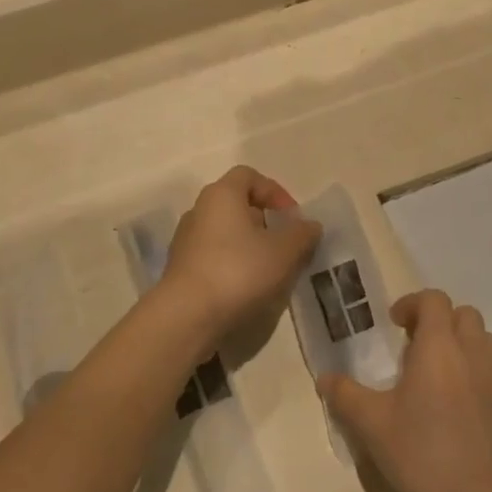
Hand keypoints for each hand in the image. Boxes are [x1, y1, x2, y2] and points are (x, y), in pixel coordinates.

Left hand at [160, 166, 321, 341]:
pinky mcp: (180, 269)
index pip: (249, 176)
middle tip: (285, 245)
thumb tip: (310, 225)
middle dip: (265, 222)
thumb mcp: (284, 251)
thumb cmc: (238, 271)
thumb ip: (302, 234)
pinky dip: (233, 265)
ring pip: (225, 233)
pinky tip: (247, 288)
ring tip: (270, 271)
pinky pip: (213, 256)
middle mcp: (198, 210)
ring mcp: (185, 240)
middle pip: (236, 205)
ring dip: (250, 246)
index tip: (292, 218)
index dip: (275, 192)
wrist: (187, 316)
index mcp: (221, 195)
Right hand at [321, 290, 491, 491]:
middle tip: (418, 349)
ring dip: (464, 346)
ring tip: (443, 376)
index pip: (434, 300)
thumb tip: (325, 378)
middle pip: (464, 314)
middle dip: (441, 322)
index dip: (413, 304)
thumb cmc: (421, 453)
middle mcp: (474, 353)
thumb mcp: (371, 424)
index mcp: (439, 347)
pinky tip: (465, 408)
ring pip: (486, 342)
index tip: (396, 325)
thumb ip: (345, 394)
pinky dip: (482, 377)